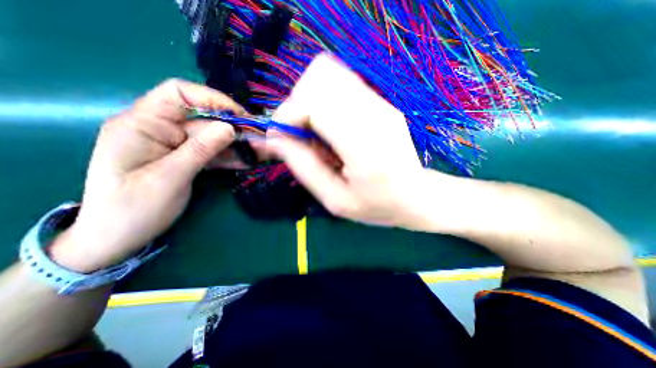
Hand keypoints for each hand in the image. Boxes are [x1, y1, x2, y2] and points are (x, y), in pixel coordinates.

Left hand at [50, 78, 243, 272]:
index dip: (212, 99)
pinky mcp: (183, 158)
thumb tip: (230, 128)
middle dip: (230, 129)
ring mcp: (172, 145)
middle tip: (256, 141)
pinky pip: (208, 153)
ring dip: (232, 146)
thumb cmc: (133, 208)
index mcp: (142, 124)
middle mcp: (158, 129)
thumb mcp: (170, 177)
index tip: (240, 116)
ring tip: (254, 154)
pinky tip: (243, 163)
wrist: (117, 238)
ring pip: (209, 138)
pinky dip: (226, 157)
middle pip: (202, 119)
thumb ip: (201, 150)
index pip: (179, 93)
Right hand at [265, 55, 424, 226]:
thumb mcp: (334, 199)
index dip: (288, 115)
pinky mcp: (381, 102)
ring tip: (315, 130)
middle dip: (297, 103)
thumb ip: (303, 167)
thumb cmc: (376, 205)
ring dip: (310, 98)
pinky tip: (331, 125)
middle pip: (320, 77)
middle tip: (301, 133)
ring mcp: (381, 104)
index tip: (281, 138)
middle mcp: (374, 115)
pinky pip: (342, 82)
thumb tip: (275, 138)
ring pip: (329, 72)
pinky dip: (325, 99)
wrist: (415, 196)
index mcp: (363, 146)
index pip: (314, 102)